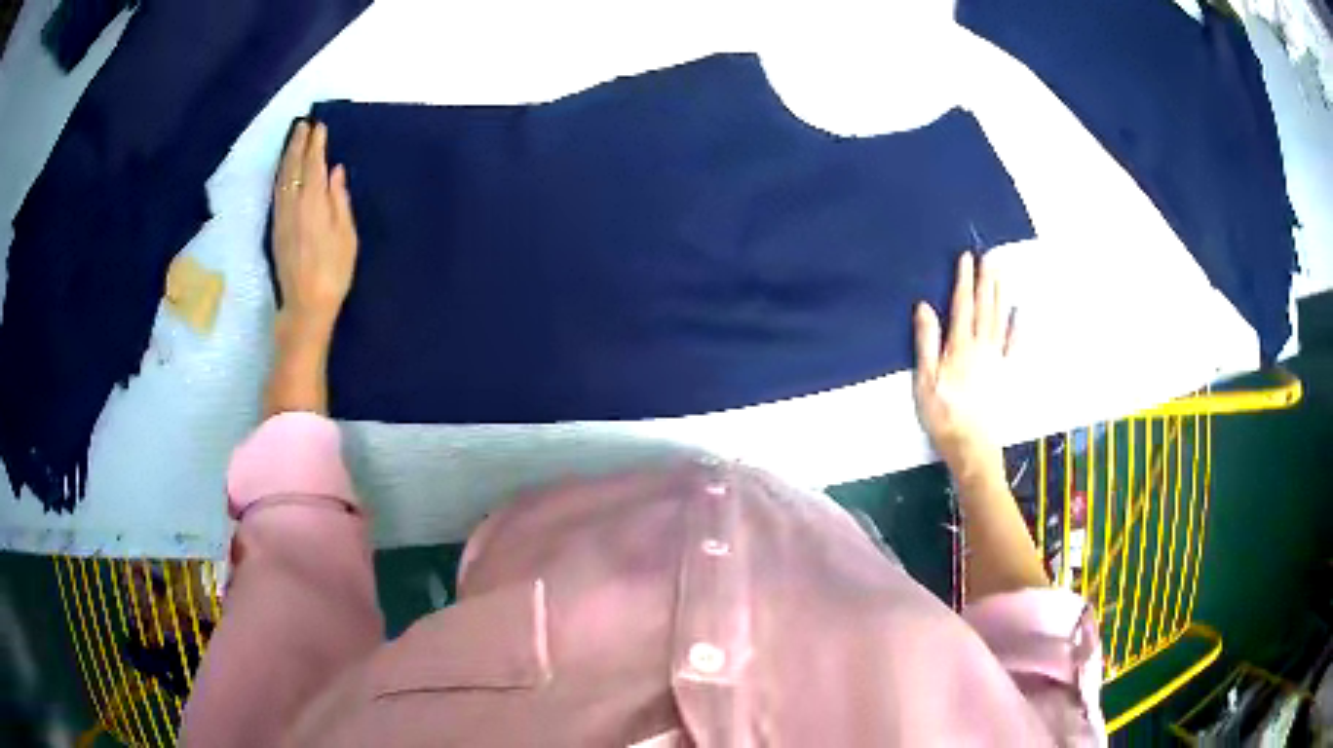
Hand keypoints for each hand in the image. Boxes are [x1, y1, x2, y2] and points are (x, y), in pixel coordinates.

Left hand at [272, 120, 358, 345]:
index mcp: (314, 203)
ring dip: (286, 157)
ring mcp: (281, 217)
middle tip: (302, 124)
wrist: (305, 306)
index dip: (315, 144)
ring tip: (292, 140)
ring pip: (281, 179)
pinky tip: (283, 171)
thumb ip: (340, 200)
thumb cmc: (334, 272)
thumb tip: (335, 171)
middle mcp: (293, 205)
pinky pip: (277, 193)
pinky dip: (280, 175)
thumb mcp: (346, 235)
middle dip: (297, 144)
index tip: (319, 125)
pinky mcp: (276, 229)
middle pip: (293, 167)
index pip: (313, 165)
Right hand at [913, 252, 1015, 473]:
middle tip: (991, 255)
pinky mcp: (1006, 374)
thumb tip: (925, 307)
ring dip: (1001, 294)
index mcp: (959, 347)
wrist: (971, 446)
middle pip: (985, 307)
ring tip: (1002, 273)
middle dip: (987, 280)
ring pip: (1001, 319)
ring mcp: (997, 360)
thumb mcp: (925, 381)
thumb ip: (926, 342)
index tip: (967, 257)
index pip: (962, 305)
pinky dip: (1018, 327)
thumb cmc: (943, 415)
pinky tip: (1020, 313)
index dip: (964, 280)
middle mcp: (981, 347)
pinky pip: (1014, 345)